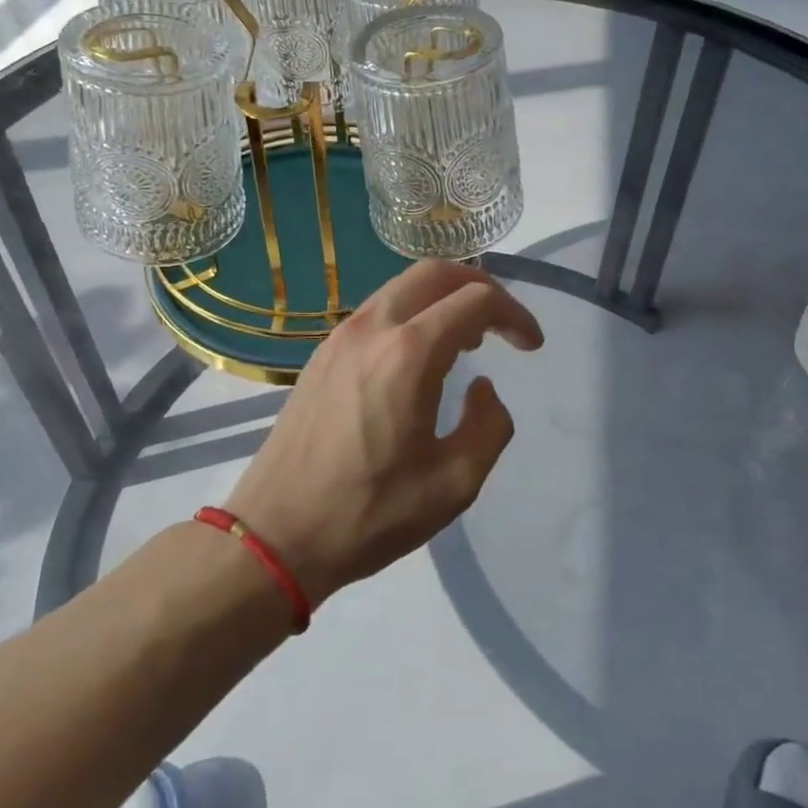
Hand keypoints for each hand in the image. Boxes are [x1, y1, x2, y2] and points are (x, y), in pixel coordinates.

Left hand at [226, 261, 543, 604]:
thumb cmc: (370, 513)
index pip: (476, 301)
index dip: (515, 315)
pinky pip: (377, 310)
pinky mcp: (322, 353)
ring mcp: (340, 336)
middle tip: (502, 325)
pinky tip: (419, 357)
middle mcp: (373, 328)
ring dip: (443, 299)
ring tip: (466, 341)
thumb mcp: (454, 483)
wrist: (276, 534)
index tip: (531, 347)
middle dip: (480, 286)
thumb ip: (489, 426)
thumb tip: (483, 388)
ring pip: (402, 287)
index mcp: (409, 354)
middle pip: (435, 273)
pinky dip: (411, 314)